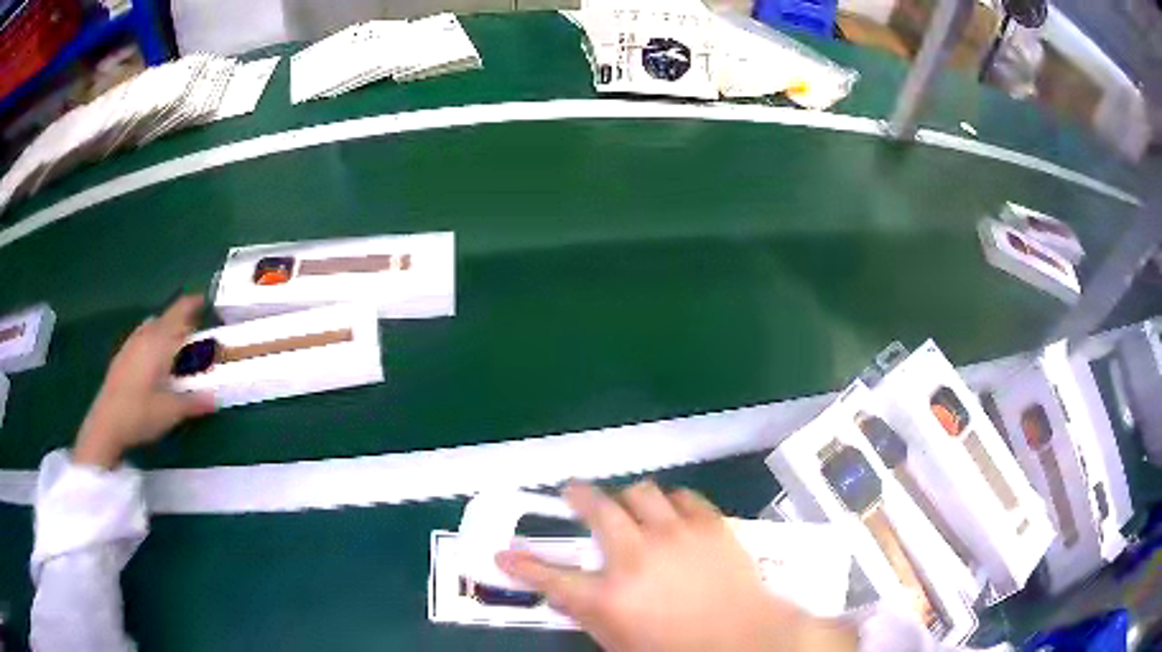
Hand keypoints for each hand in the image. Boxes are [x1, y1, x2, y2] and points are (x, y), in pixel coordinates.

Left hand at [73, 295, 214, 468]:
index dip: (195, 303)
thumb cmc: (140, 413)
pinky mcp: (123, 355)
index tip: (209, 303)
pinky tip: (155, 362)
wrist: (106, 423)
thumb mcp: (171, 412)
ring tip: (177, 349)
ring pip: (154, 326)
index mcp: (160, 341)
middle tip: (197, 337)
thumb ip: (195, 403)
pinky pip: (143, 336)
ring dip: (167, 331)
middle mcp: (146, 335)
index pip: (181, 311)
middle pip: (168, 317)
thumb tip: (216, 399)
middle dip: (183, 322)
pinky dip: (154, 340)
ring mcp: (132, 344)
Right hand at [497, 482, 856, 651]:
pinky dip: (672, 503)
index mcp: (611, 597)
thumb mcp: (622, 643)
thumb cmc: (678, 649)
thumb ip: (592, 616)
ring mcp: (676, 534)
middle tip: (573, 495)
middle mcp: (637, 557)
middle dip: (578, 497)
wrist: (747, 640)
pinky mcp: (710, 524)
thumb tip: (569, 595)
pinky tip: (673, 515)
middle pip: (597, 509)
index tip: (503, 554)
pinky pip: (684, 496)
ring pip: (641, 492)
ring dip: (629, 499)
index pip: (551, 578)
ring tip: (631, 508)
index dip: (521, 565)